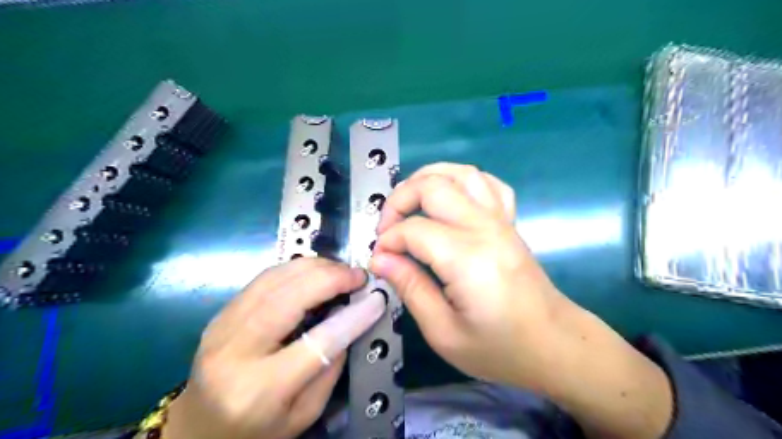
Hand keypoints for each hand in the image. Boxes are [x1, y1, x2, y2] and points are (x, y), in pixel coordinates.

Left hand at [163, 259, 370, 438]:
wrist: (198, 430)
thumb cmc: (256, 431)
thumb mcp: (304, 414)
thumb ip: (330, 368)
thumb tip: (350, 320)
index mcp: (259, 390)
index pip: (316, 344)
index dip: (352, 317)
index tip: (376, 299)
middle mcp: (235, 352)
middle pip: (288, 300)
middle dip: (330, 279)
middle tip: (357, 276)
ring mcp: (221, 327)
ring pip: (273, 280)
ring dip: (314, 268)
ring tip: (340, 271)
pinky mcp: (221, 313)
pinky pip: (263, 279)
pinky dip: (295, 269)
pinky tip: (315, 273)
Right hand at [372, 163, 672, 438]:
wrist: (554, 345)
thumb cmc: (500, 348)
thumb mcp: (444, 332)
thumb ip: (410, 288)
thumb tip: (380, 258)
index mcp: (468, 258)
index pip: (414, 230)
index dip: (388, 241)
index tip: (379, 259)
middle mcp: (485, 228)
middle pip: (433, 187)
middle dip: (399, 200)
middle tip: (386, 228)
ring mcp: (501, 221)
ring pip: (461, 173)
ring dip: (427, 178)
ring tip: (409, 201)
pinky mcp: (510, 222)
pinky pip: (488, 183)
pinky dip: (462, 180)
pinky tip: (449, 197)